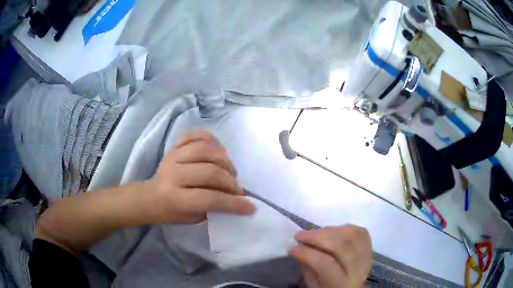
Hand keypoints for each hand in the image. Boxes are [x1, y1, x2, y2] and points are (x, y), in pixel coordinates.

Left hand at [144, 130, 255, 223]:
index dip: (234, 203)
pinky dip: (212, 140)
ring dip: (225, 161)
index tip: (250, 207)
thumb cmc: (171, 212)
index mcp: (175, 197)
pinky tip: (219, 152)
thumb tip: (237, 197)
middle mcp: (173, 173)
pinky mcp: (174, 146)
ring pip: (206, 150)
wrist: (150, 196)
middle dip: (231, 182)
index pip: (210, 198)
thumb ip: (213, 207)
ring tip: (230, 171)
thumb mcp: (192, 218)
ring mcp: (173, 156)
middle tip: (237, 190)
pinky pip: (197, 135)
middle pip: (210, 172)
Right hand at [289, 225, 372, 287]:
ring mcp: (366, 257)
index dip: (307, 253)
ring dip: (329, 230)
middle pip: (341, 246)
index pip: (326, 264)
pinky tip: (332, 231)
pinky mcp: (370, 249)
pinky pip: (360, 232)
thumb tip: (298, 248)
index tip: (292, 248)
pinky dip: (345, 228)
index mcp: (341, 283)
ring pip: (352, 235)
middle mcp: (358, 269)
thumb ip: (307, 268)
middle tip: (300, 235)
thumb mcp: (314, 286)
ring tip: (313, 233)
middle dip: (317, 237)